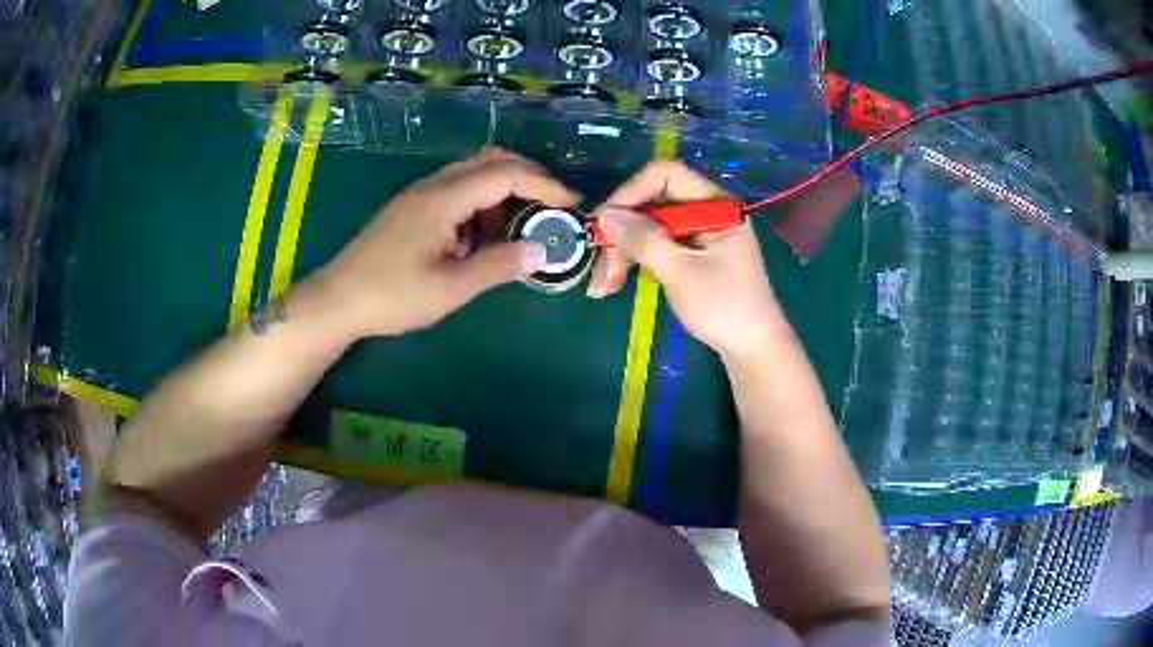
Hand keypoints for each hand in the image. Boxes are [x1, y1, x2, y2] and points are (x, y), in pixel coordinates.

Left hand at [304, 148, 579, 339]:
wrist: (337, 300)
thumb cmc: (391, 296)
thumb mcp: (450, 288)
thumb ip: (499, 265)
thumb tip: (542, 250)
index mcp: (443, 199)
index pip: (505, 173)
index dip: (544, 185)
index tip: (572, 205)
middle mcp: (433, 185)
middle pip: (491, 161)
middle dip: (529, 177)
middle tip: (553, 207)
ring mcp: (420, 194)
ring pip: (473, 173)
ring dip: (504, 190)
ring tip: (522, 225)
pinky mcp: (412, 207)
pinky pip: (457, 189)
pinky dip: (482, 202)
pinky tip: (484, 234)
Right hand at [589, 161, 788, 359]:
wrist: (752, 349)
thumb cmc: (724, 308)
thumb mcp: (681, 272)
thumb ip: (644, 240)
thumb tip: (605, 215)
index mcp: (715, 205)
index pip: (665, 176)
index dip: (631, 192)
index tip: (605, 221)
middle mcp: (706, 211)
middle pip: (652, 203)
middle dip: (622, 232)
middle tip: (599, 266)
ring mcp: (698, 234)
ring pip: (649, 227)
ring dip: (623, 252)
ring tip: (602, 287)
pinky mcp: (691, 255)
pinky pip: (656, 246)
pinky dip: (635, 262)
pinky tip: (614, 283)